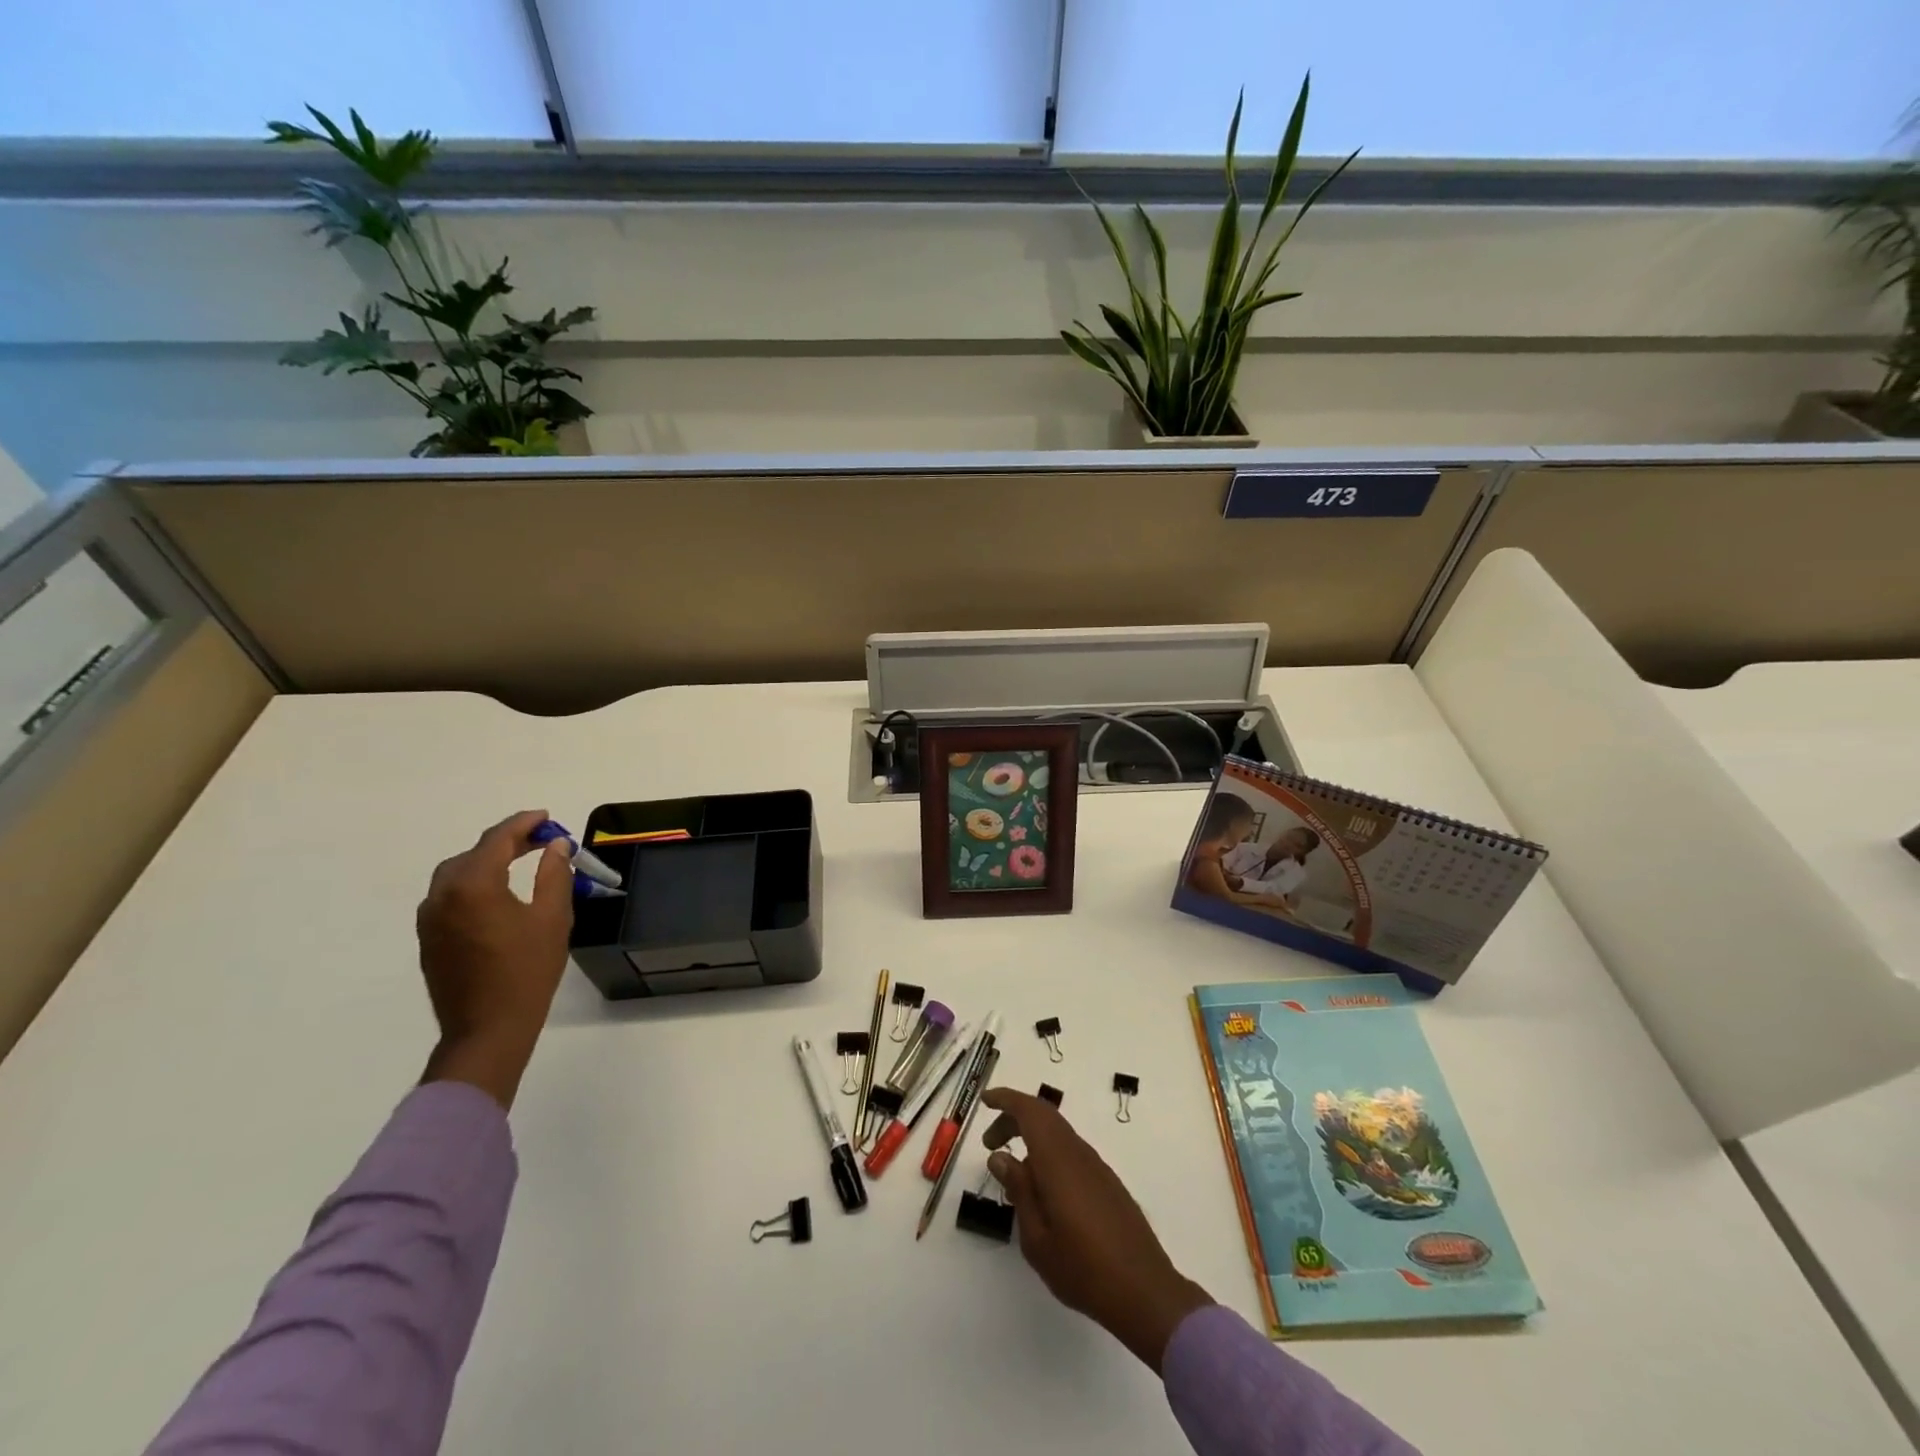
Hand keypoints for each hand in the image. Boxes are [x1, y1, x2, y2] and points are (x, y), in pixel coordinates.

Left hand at [416, 809, 575, 1109]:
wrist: (487, 1029)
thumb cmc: (527, 971)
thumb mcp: (553, 918)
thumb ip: (554, 874)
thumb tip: (556, 846)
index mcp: (473, 885)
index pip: (497, 839)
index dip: (524, 823)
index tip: (547, 817)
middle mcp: (443, 894)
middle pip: (474, 853)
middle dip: (507, 842)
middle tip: (541, 840)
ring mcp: (430, 918)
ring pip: (457, 873)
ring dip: (487, 861)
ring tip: (520, 862)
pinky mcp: (428, 938)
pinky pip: (449, 895)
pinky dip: (474, 883)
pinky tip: (498, 894)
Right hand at [981, 1088, 1211, 1372]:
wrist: (1144, 1292)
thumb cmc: (1083, 1268)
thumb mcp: (1037, 1237)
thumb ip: (1019, 1190)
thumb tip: (1000, 1156)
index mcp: (1058, 1160)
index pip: (1030, 1111)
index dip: (1006, 1099)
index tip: (985, 1100)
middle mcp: (1078, 1153)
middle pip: (1044, 1117)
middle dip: (1014, 1120)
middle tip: (990, 1143)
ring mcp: (1096, 1167)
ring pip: (1058, 1135)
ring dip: (1031, 1140)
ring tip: (1012, 1176)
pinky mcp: (1107, 1183)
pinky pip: (1070, 1153)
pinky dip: (1048, 1156)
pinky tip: (1042, 1192)